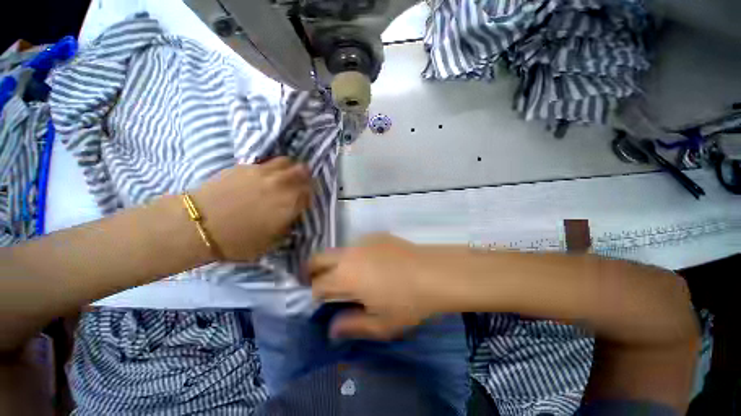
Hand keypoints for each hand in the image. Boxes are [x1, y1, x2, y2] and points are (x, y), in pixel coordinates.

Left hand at [192, 157, 311, 261]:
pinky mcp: (246, 167)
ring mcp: (264, 172)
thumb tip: (291, 217)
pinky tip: (263, 177)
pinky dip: (272, 168)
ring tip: (283, 178)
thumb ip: (287, 226)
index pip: (310, 193)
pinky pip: (267, 162)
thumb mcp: (272, 242)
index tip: (303, 202)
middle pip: (303, 171)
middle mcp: (282, 184)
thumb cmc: (238, 241)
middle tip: (298, 186)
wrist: (198, 225)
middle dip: (304, 178)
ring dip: (290, 169)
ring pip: (287, 162)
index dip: (308, 196)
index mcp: (290, 203)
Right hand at [308, 234, 434, 339]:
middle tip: (322, 282)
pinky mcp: (377, 235)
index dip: (315, 293)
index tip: (321, 300)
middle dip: (313, 270)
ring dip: (338, 262)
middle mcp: (349, 254)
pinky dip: (357, 255)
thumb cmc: (407, 303)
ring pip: (339, 250)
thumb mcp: (380, 324)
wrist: (433, 273)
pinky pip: (358, 244)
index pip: (317, 284)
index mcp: (345, 276)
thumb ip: (351, 326)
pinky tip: (375, 264)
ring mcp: (363, 241)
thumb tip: (332, 329)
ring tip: (354, 275)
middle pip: (319, 258)